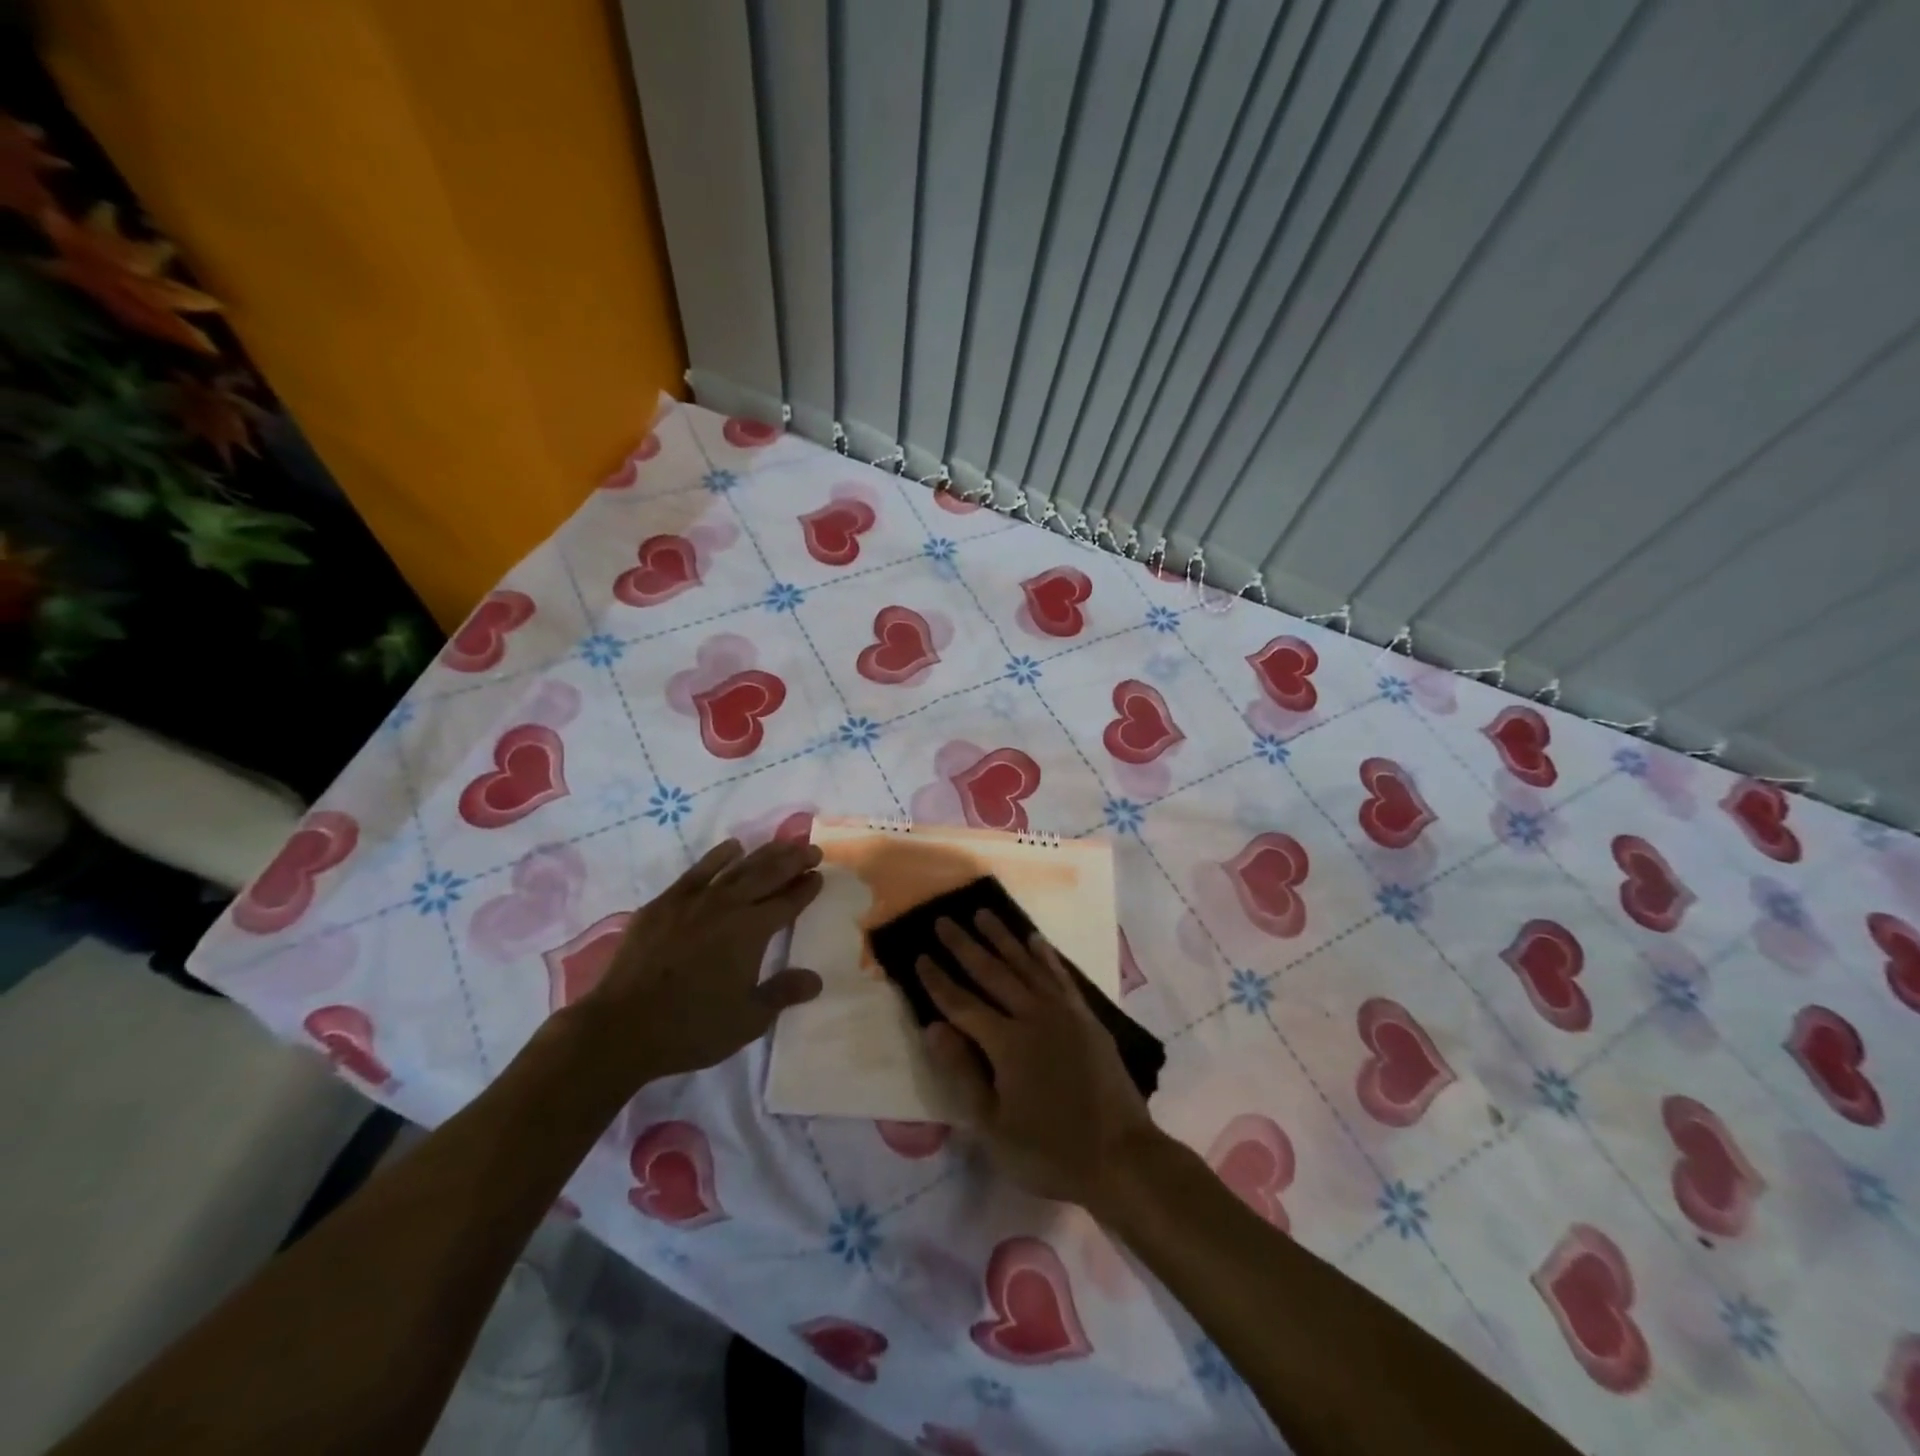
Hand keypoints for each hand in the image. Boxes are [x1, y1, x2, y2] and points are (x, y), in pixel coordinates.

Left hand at [578, 837, 824, 1084]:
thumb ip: (783, 993)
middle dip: (793, 860)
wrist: (622, 1027)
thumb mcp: (748, 1019)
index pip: (787, 902)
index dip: (806, 887)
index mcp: (752, 931)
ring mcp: (694, 901)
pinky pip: (698, 870)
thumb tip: (816, 979)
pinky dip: (718, 857)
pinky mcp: (665, 903)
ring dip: (763, 854)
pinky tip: (732, 847)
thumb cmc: (692, 1027)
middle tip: (812, 849)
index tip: (819, 874)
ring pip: (737, 868)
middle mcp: (728, 906)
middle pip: (767, 875)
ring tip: (782, 843)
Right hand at [918, 913, 1159, 1207]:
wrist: (1121, 1156)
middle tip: (943, 920)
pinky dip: (1045, 956)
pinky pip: (1060, 976)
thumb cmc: (1049, 1151)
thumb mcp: (993, 1127)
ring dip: (1002, 938)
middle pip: (991, 973)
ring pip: (1025, 965)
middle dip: (964, 946)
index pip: (962, 1004)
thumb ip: (963, 1072)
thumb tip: (933, 1028)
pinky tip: (1034, 939)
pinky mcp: (1086, 1017)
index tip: (919, 956)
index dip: (938, 981)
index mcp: (1006, 1044)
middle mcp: (1033, 1016)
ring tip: (982, 913)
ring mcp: (1063, 1012)